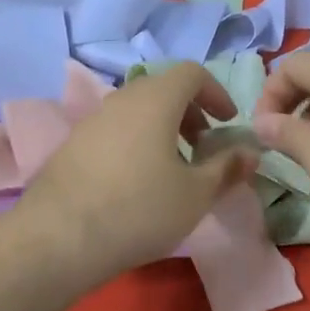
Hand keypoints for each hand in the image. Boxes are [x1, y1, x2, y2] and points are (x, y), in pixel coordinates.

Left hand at [15, 62, 258, 282]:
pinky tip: (136, 185)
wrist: (59, 238)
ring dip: (162, 130)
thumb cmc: (140, 210)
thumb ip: (227, 168)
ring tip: (172, 170)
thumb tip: (250, 152)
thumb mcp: (196, 194)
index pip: (191, 72)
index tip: (228, 124)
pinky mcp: (71, 146)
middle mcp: (120, 100)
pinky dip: (135, 143)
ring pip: (136, 112)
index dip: (216, 92)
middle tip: (203, 148)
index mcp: (155, 100)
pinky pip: (114, 132)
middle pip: (162, 90)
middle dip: (190, 113)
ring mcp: (91, 122)